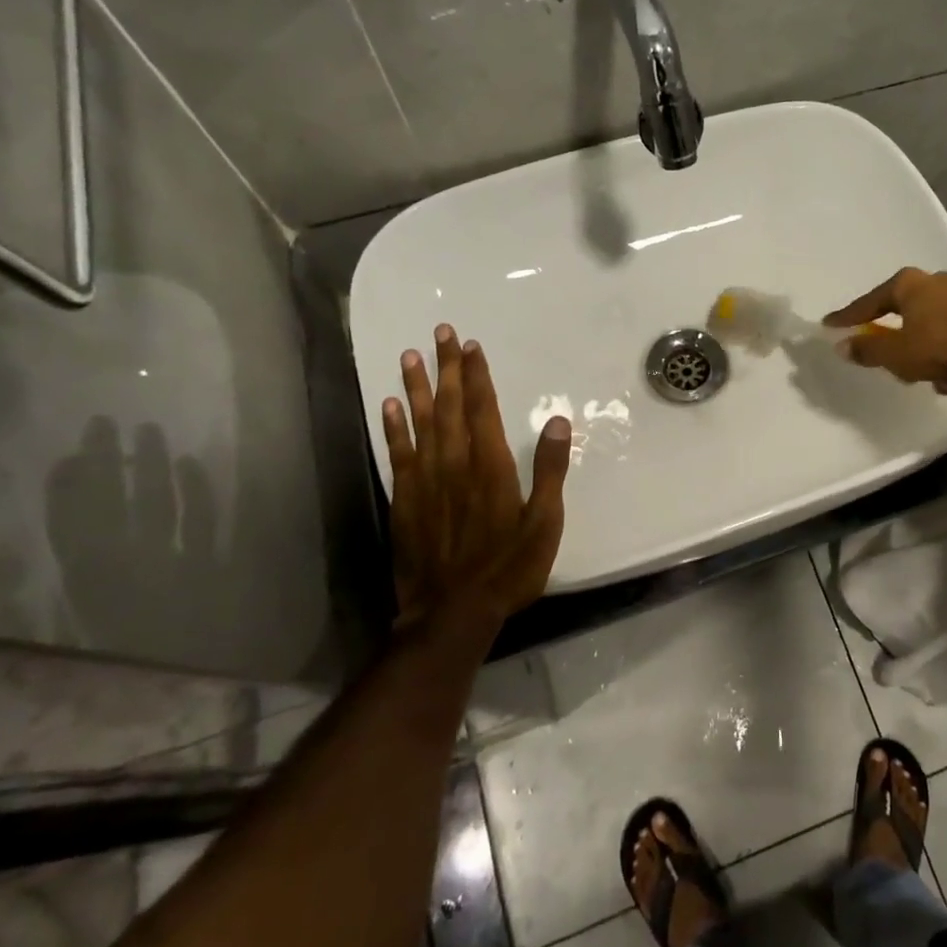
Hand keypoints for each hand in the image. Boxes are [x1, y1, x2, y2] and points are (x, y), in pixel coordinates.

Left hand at [381, 325, 570, 635]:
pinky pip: (398, 454)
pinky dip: (394, 428)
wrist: (452, 612)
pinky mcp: (405, 500)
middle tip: (440, 333)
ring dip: (417, 388)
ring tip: (410, 356)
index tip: (470, 346)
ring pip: (421, 423)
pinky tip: (389, 406)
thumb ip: (549, 470)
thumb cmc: (508, 568)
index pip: (483, 410)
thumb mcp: (544, 523)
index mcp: (491, 467)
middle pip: (451, 407)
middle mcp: (455, 464)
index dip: (478, 376)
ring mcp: (426, 481)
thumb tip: (557, 421)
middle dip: (447, 368)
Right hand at [823, 268, 946, 394]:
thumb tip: (842, 346)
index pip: (869, 303)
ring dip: (937, 366)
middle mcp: (935, 285)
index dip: (848, 318)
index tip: (830, 325)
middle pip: (906, 322)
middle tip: (906, 371)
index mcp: (909, 285)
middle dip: (907, 354)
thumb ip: (868, 350)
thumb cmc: (943, 344)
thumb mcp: (897, 353)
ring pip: (935, 339)